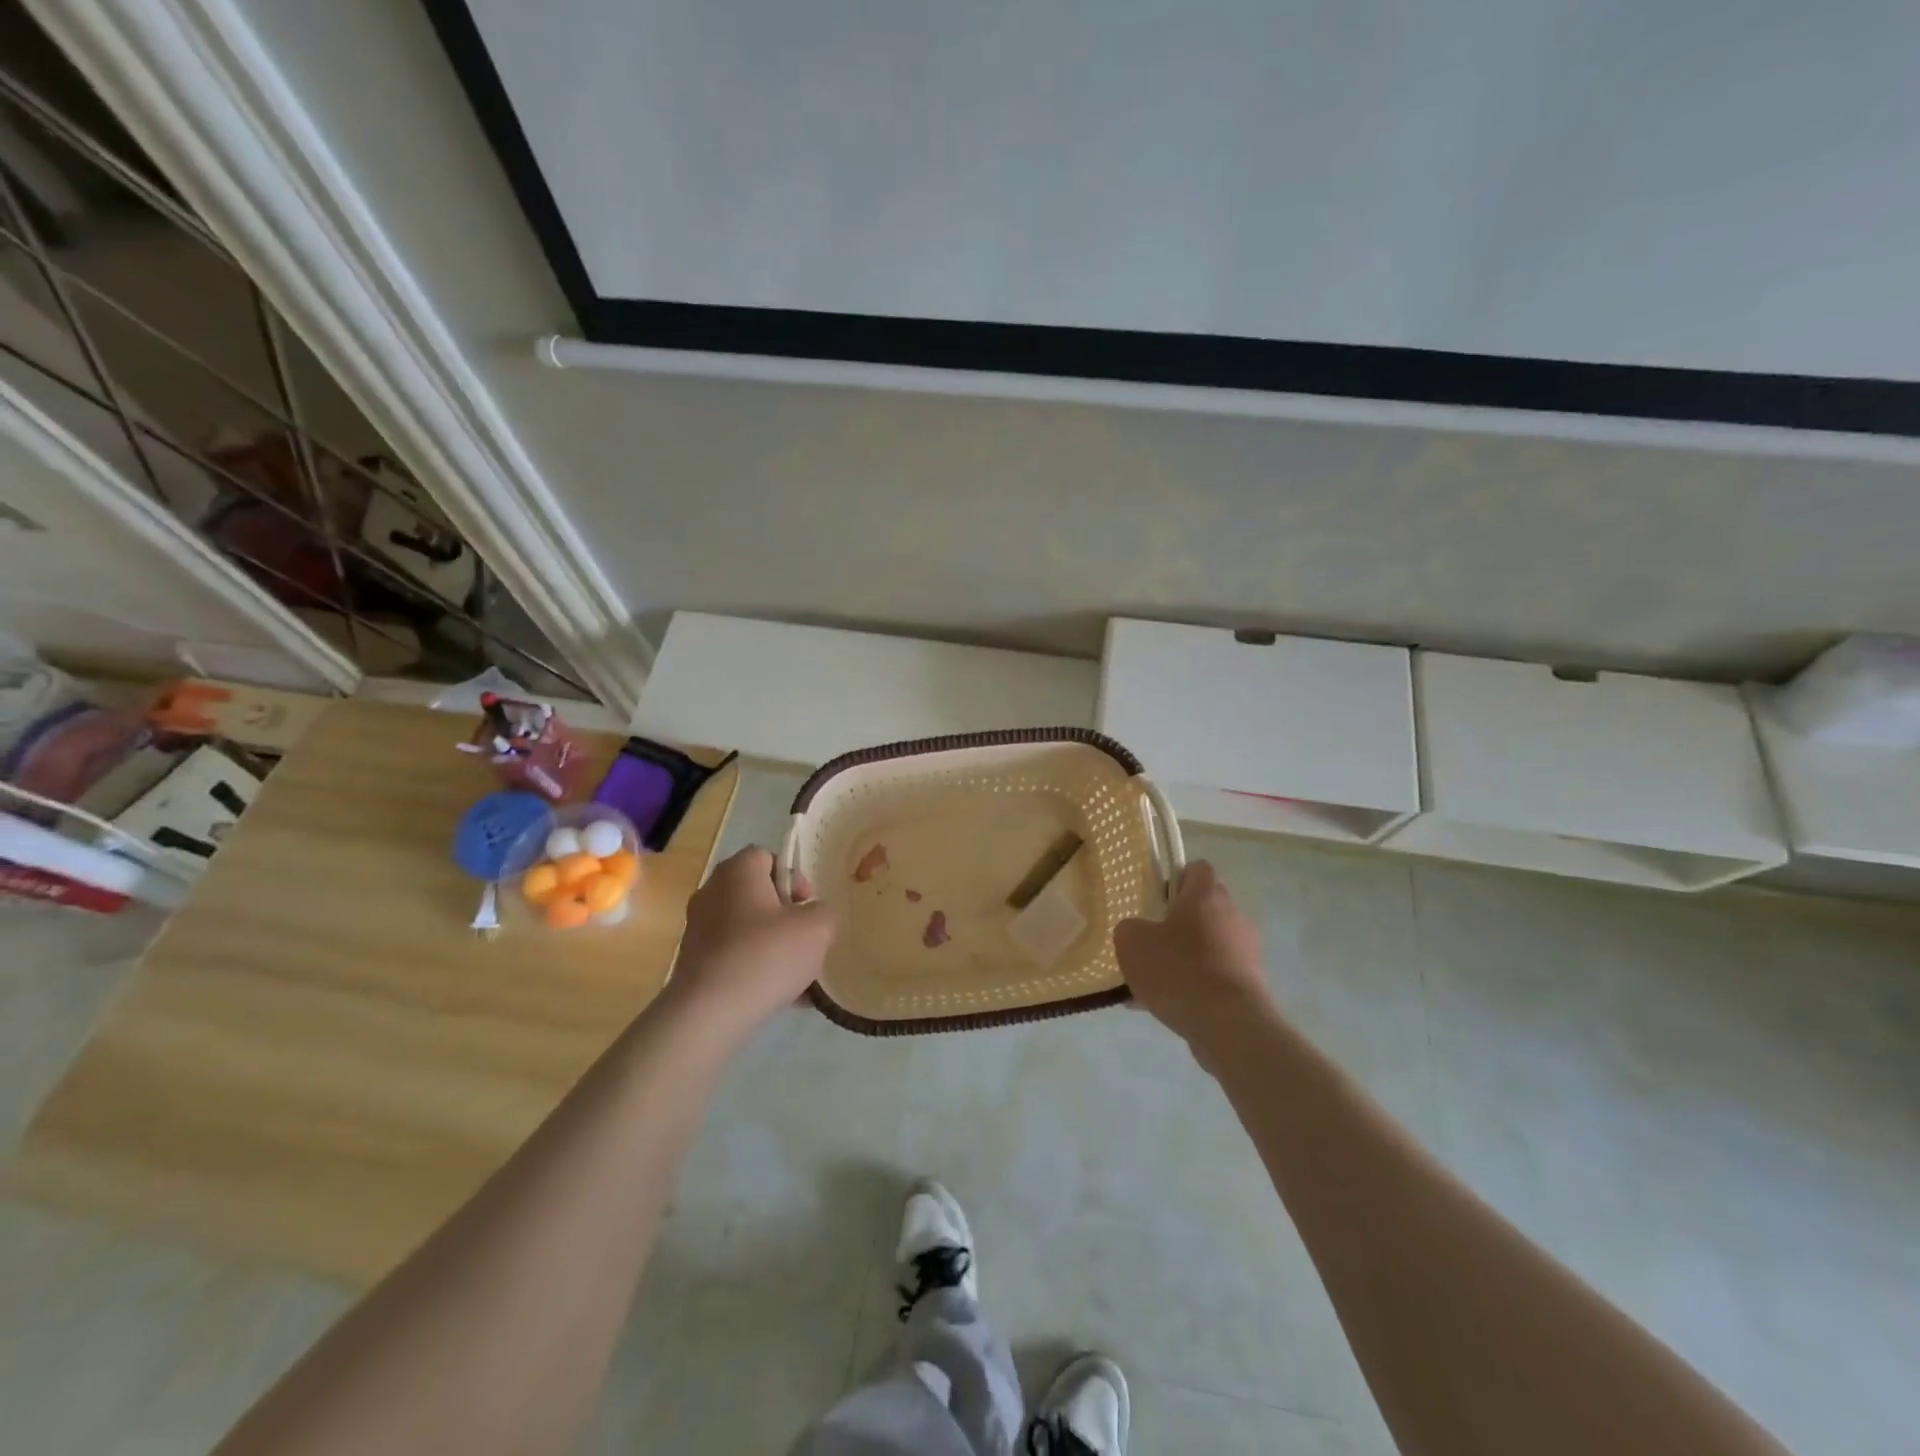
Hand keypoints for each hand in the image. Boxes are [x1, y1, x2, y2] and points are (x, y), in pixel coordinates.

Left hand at [663, 846, 836, 1045]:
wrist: (710, 1013)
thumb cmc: (766, 955)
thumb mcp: (817, 928)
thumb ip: (824, 912)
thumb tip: (812, 916)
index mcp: (738, 872)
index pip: (767, 857)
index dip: (794, 877)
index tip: (807, 906)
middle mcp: (711, 893)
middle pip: (757, 894)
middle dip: (785, 916)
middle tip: (804, 939)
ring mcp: (698, 929)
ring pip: (748, 929)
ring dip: (773, 946)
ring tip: (798, 976)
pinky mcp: (694, 963)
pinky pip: (735, 957)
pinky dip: (756, 970)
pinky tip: (782, 997)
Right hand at [1114, 861, 1270, 1053]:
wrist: (1228, 1025)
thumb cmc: (1178, 969)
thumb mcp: (1132, 942)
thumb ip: (1130, 928)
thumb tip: (1139, 932)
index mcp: (1206, 894)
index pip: (1196, 868)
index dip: (1174, 879)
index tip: (1155, 901)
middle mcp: (1232, 915)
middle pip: (1203, 908)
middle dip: (1176, 924)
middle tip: (1149, 943)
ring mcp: (1246, 952)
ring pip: (1207, 946)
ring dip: (1183, 958)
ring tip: (1150, 985)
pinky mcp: (1250, 984)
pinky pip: (1213, 977)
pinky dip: (1193, 987)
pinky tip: (1163, 1009)